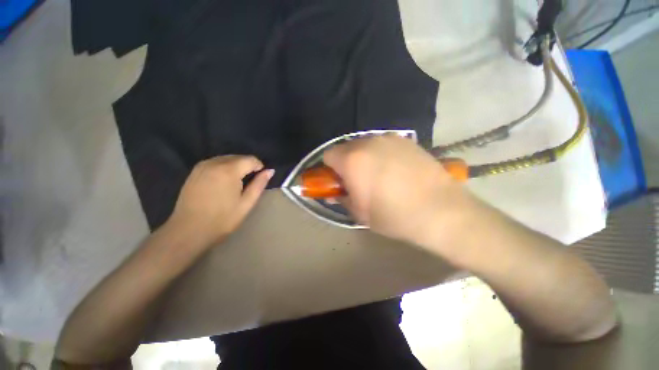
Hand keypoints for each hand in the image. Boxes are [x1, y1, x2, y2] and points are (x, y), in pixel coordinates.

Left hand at [167, 155, 273, 247]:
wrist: (188, 231)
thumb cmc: (222, 219)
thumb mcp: (246, 203)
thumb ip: (259, 184)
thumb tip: (270, 171)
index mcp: (228, 171)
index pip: (250, 159)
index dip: (259, 167)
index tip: (261, 178)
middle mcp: (214, 163)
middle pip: (238, 157)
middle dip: (247, 166)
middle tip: (250, 182)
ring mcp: (202, 166)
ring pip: (226, 158)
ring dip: (236, 166)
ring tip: (238, 182)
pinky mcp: (194, 172)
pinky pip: (215, 162)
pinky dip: (224, 167)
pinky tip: (224, 181)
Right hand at [323, 135, 471, 246]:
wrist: (440, 211)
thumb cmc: (393, 215)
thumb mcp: (360, 213)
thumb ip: (343, 198)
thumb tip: (336, 193)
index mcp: (352, 160)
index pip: (328, 155)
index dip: (330, 169)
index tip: (339, 180)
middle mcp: (368, 142)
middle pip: (346, 148)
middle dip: (347, 162)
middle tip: (359, 180)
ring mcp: (389, 138)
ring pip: (366, 145)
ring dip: (365, 158)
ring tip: (380, 175)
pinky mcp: (407, 140)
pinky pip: (385, 145)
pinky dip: (383, 154)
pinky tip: (397, 170)